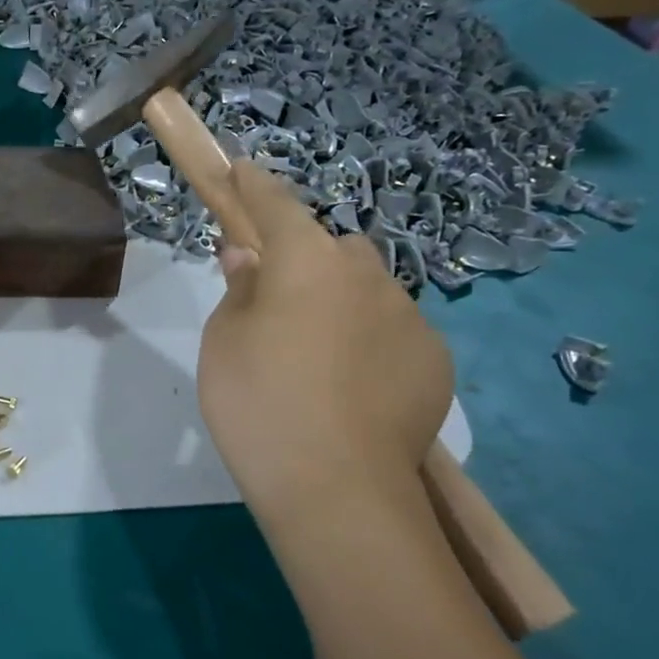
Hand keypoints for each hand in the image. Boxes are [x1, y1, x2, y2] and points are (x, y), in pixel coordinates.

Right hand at [198, 161, 453, 508]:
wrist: (337, 488)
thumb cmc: (259, 403)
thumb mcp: (224, 340)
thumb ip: (240, 288)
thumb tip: (249, 257)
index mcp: (306, 261)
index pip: (275, 205)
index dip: (254, 185)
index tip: (241, 170)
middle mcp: (365, 274)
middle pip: (330, 248)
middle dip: (305, 260)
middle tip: (278, 304)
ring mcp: (408, 316)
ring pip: (368, 288)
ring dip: (341, 301)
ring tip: (318, 355)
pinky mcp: (434, 358)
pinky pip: (394, 329)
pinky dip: (371, 339)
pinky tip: (352, 385)